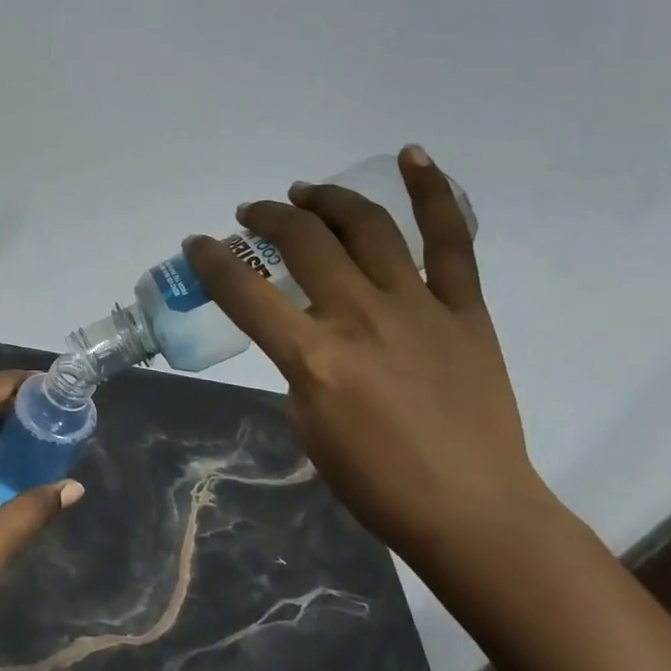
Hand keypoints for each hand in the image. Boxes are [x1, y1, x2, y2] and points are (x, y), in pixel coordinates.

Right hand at [184, 145, 559, 582]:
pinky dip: (433, 194)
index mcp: (313, 357)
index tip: (197, 242)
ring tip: (305, 192)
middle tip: (255, 213)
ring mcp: (418, 308)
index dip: (211, 259)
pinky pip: (451, 242)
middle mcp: (360, 318)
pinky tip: (412, 157)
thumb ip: (298, 366)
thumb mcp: (306, 425)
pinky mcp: (465, 311)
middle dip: (269, 216)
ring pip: (367, 227)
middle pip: (305, 241)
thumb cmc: (376, 483)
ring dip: (328, 199)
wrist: (473, 513)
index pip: (245, 291)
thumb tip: (305, 333)